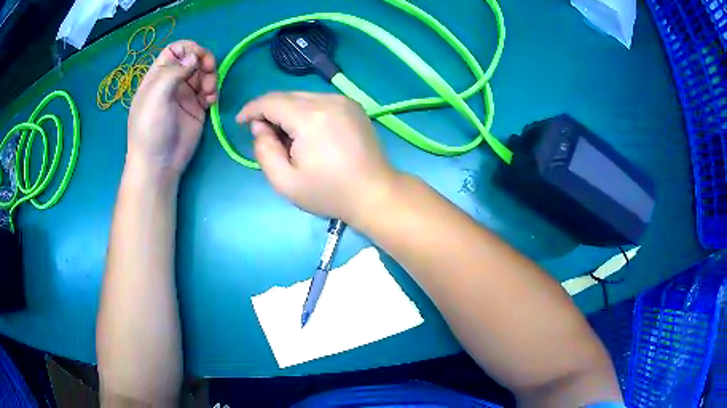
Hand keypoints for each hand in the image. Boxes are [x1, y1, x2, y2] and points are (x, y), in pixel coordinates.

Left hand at [127, 40, 216, 181]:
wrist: (159, 165)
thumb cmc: (151, 129)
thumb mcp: (156, 96)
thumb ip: (174, 71)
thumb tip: (194, 55)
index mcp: (158, 76)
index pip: (175, 50)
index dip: (188, 48)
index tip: (198, 57)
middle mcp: (172, 82)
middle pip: (193, 59)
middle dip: (204, 62)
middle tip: (209, 72)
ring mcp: (185, 95)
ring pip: (203, 73)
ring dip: (211, 78)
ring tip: (209, 94)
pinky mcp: (196, 108)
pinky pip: (209, 91)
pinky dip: (213, 93)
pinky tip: (210, 103)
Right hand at [237, 92, 396, 222]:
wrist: (375, 193)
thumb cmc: (329, 193)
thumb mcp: (285, 182)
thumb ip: (264, 151)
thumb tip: (260, 127)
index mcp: (311, 117)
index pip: (271, 101)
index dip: (251, 109)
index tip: (240, 122)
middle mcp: (328, 100)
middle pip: (286, 97)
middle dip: (269, 113)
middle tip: (266, 138)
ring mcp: (344, 101)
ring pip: (302, 98)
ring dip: (287, 113)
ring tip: (289, 140)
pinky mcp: (353, 106)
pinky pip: (319, 101)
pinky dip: (305, 112)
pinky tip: (307, 134)